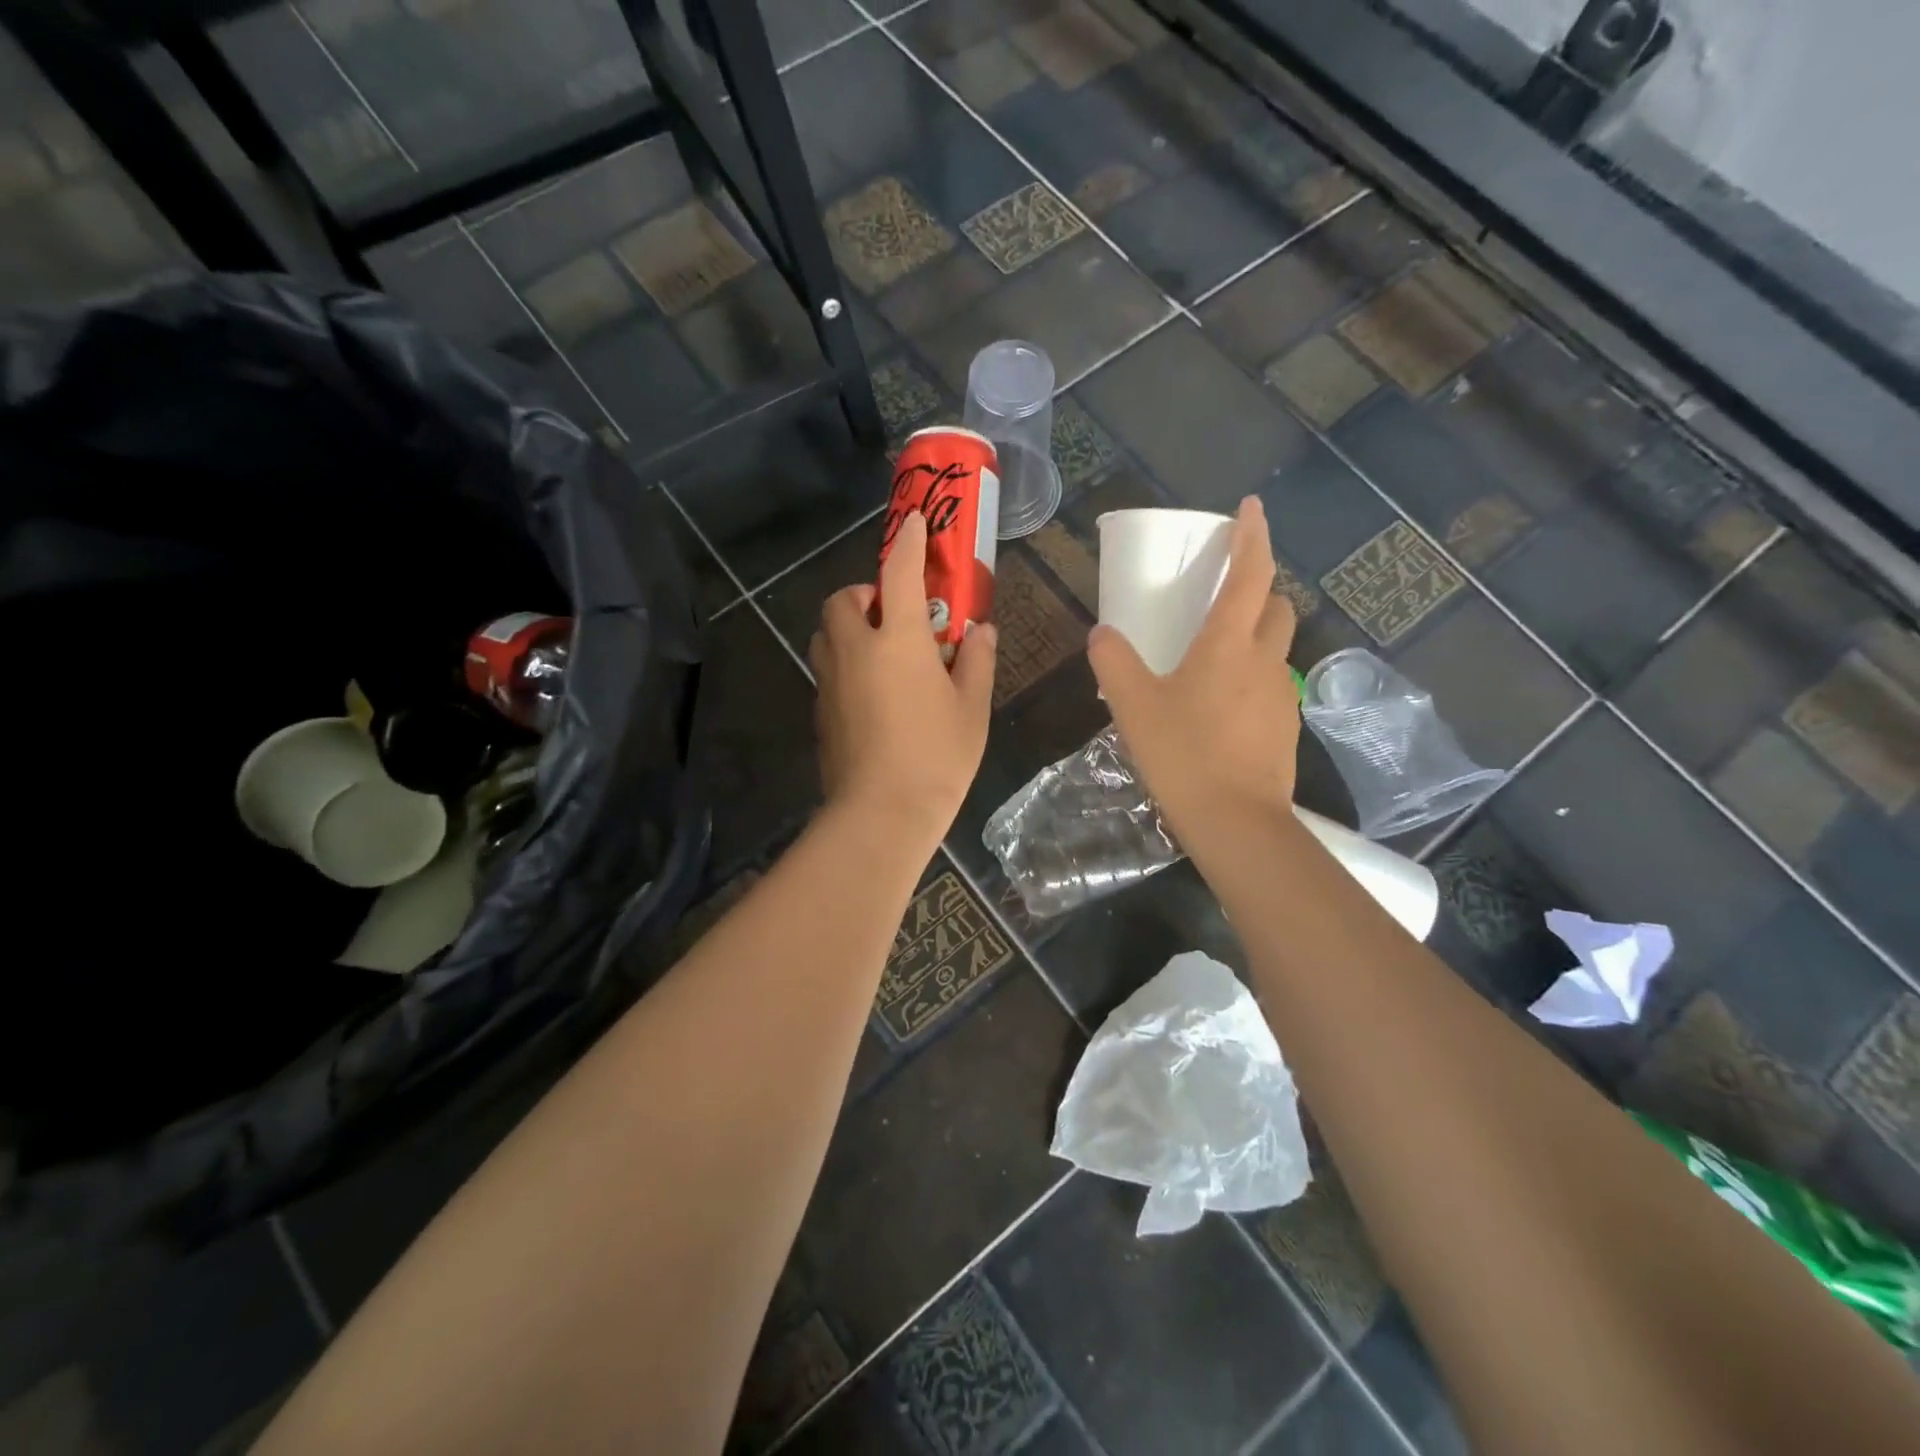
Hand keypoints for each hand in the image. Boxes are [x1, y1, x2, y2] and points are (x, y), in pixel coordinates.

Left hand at [809, 510, 997, 847]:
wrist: (882, 812)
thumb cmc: (937, 756)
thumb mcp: (972, 708)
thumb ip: (976, 661)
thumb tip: (980, 630)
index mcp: (898, 641)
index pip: (899, 575)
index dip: (908, 544)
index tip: (913, 523)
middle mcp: (856, 650)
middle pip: (842, 600)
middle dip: (864, 594)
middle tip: (893, 614)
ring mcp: (831, 681)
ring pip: (826, 634)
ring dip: (848, 627)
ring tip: (880, 650)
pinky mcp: (821, 711)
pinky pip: (827, 669)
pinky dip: (845, 663)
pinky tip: (872, 693)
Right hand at [1087, 496, 1297, 840]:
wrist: (1236, 821)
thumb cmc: (1183, 754)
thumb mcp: (1133, 705)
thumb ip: (1113, 661)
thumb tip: (1102, 633)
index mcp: (1229, 644)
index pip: (1250, 574)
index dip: (1252, 536)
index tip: (1251, 508)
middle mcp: (1265, 660)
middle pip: (1277, 606)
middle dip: (1259, 589)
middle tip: (1225, 596)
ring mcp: (1282, 695)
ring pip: (1277, 648)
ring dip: (1255, 636)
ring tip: (1215, 658)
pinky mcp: (1285, 726)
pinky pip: (1271, 685)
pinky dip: (1252, 678)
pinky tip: (1222, 707)